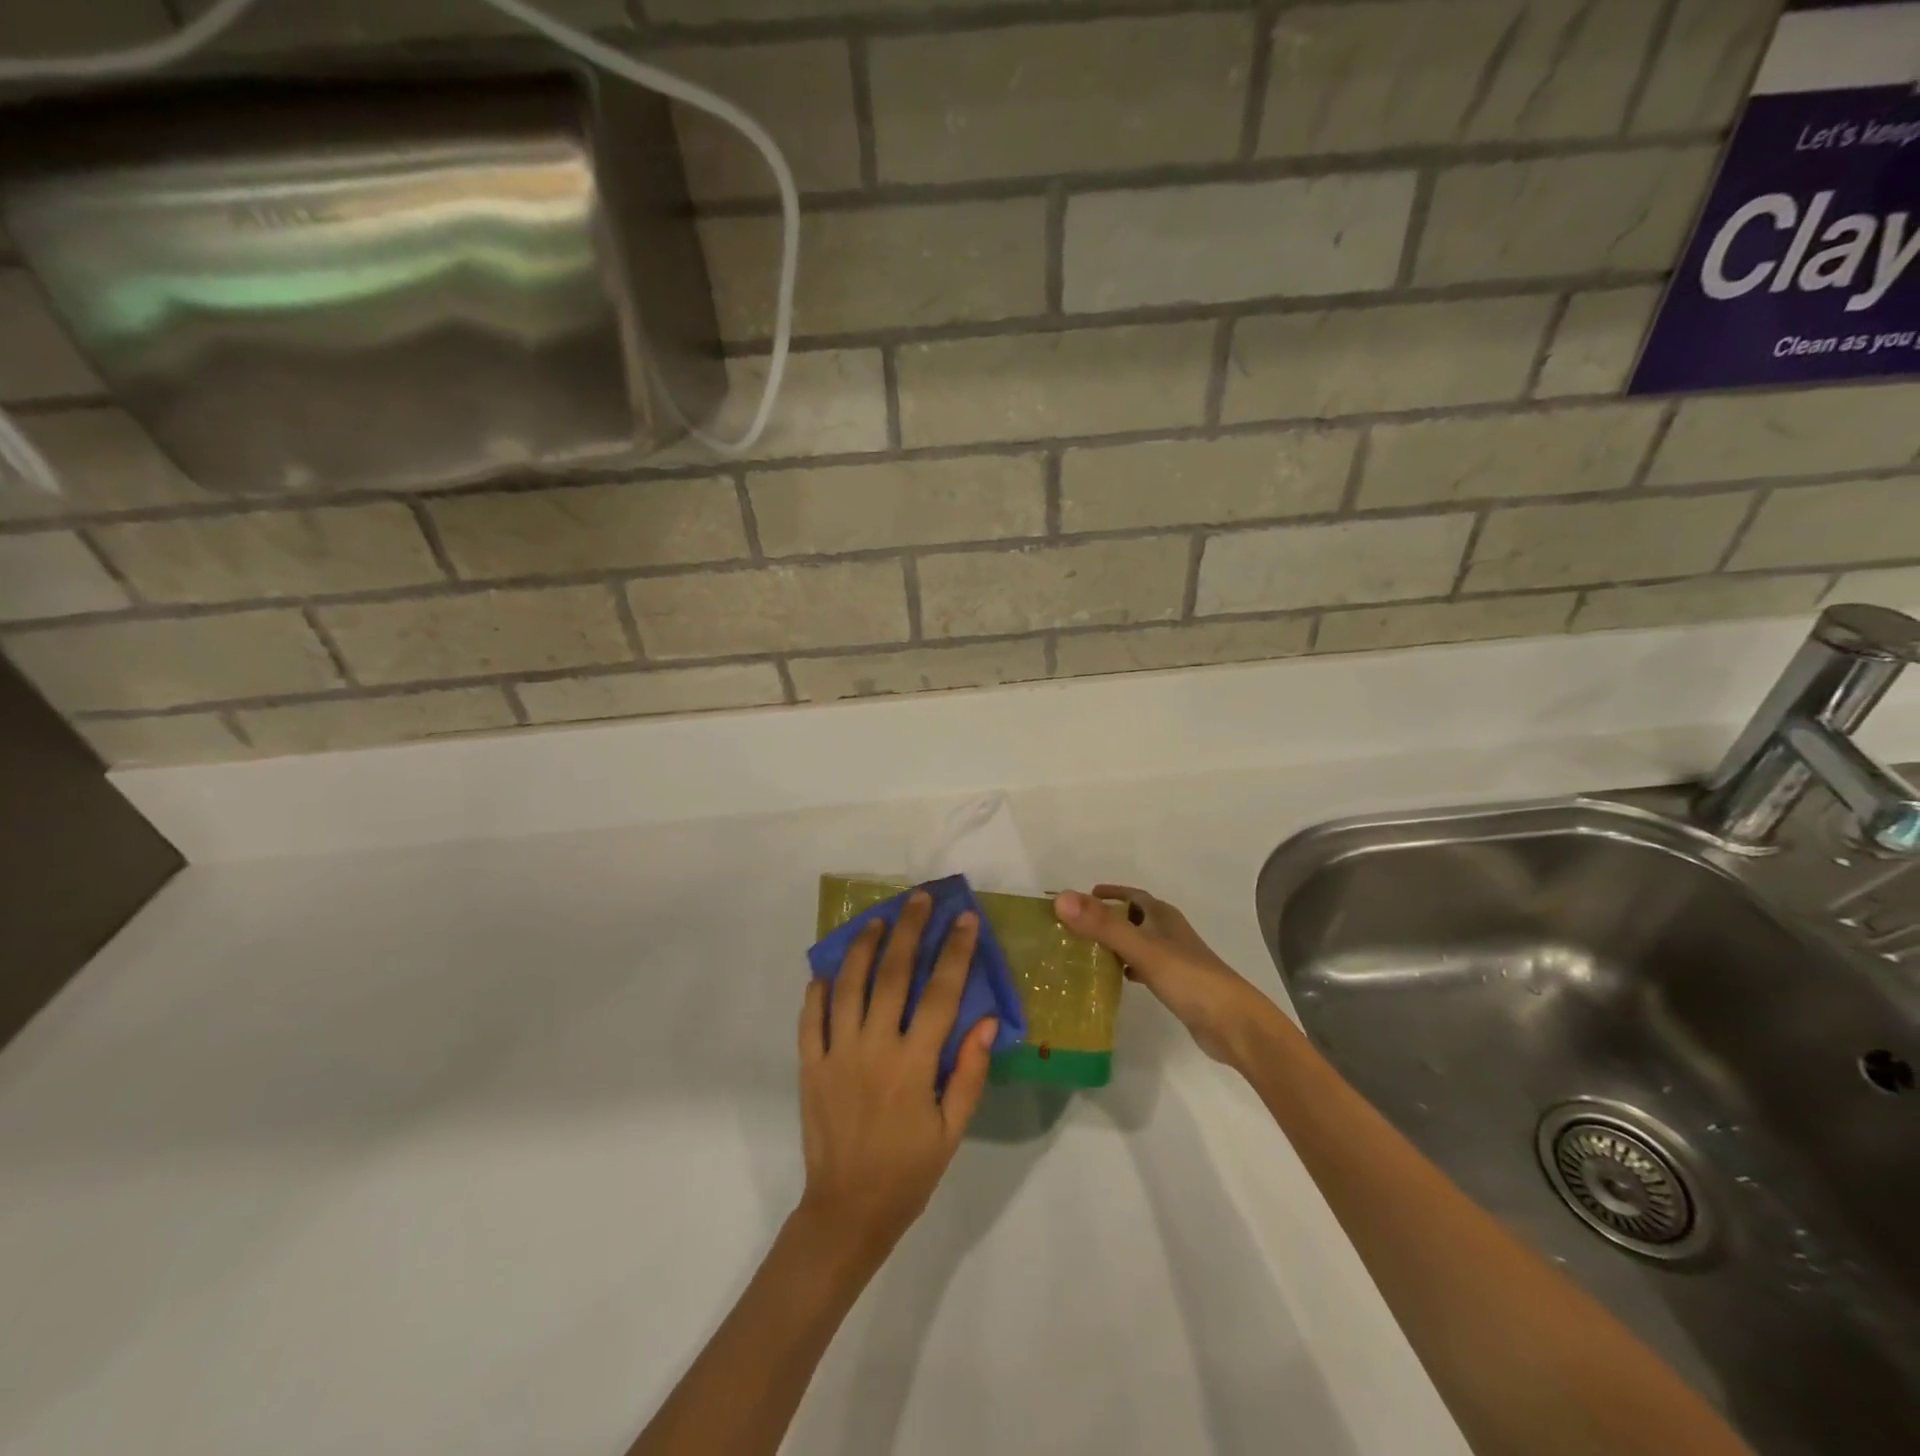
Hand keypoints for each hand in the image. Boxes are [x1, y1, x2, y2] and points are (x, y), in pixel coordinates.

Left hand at [796, 891, 996, 1264]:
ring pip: (848, 986)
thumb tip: (988, 1020)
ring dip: (862, 947)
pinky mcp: (810, 1066)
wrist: (847, 1211)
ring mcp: (837, 1054)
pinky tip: (826, 971)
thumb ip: (969, 1072)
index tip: (964, 920)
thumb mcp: (952, 1129)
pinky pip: (811, 1019)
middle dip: (908, 931)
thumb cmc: (909, 1171)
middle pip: (892, 975)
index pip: (940, 993)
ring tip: (876, 920)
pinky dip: (817, 992)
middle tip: (918, 900)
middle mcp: (874, 1048)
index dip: (954, 952)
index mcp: (914, 1064)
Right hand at [1053, 885, 1265, 1065]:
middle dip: (1107, 918)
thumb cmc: (1188, 978)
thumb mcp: (1142, 949)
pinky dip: (1127, 967)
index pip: (1132, 895)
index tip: (1081, 898)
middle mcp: (1169, 932)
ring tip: (1086, 952)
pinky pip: (1144, 967)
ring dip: (1116, 943)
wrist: (1233, 1023)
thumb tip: (1062, 899)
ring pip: (1138, 943)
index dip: (1109, 893)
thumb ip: (1102, 925)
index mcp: (1163, 916)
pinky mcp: (1176, 984)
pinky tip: (1115, 980)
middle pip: (1134, 917)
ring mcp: (1175, 959)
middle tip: (1076, 927)